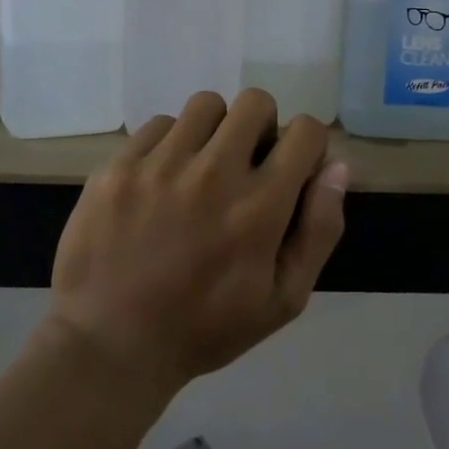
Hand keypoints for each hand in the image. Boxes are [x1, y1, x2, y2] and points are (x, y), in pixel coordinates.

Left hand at [46, 90, 349, 400]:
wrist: (111, 345)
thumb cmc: (205, 329)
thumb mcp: (283, 299)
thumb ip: (319, 230)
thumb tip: (337, 167)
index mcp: (260, 207)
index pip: (305, 131)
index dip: (306, 146)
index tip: (291, 168)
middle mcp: (214, 173)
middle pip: (256, 102)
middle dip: (262, 127)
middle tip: (246, 164)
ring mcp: (161, 164)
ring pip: (206, 105)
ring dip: (214, 130)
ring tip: (200, 167)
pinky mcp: (119, 166)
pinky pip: (158, 124)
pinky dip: (169, 144)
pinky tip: (160, 181)